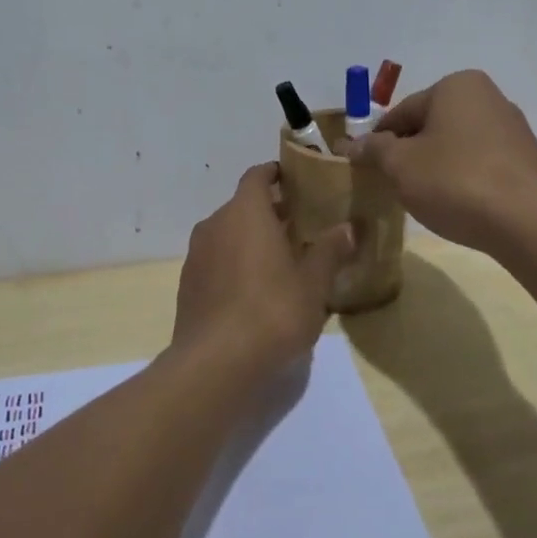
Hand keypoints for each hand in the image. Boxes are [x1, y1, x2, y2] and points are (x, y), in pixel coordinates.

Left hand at [172, 163, 355, 372]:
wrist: (216, 363)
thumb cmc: (272, 310)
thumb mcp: (313, 282)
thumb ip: (330, 250)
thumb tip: (348, 228)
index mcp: (245, 212)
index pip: (257, 176)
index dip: (276, 174)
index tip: (296, 180)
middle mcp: (215, 224)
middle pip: (243, 206)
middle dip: (270, 212)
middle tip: (301, 226)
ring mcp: (197, 255)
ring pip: (228, 235)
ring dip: (251, 240)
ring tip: (282, 260)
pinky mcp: (188, 285)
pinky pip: (216, 261)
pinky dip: (235, 264)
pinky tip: (256, 290)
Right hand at [343, 70, 536, 252]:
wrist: (528, 222)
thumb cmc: (455, 181)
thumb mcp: (400, 165)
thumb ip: (373, 150)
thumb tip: (349, 145)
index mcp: (456, 86)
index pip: (402, 112)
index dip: (378, 141)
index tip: (365, 168)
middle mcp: (488, 97)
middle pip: (431, 126)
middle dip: (409, 153)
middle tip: (392, 185)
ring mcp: (513, 128)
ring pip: (456, 145)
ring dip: (436, 167)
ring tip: (425, 199)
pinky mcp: (527, 160)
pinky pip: (481, 163)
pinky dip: (463, 178)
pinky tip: (457, 204)